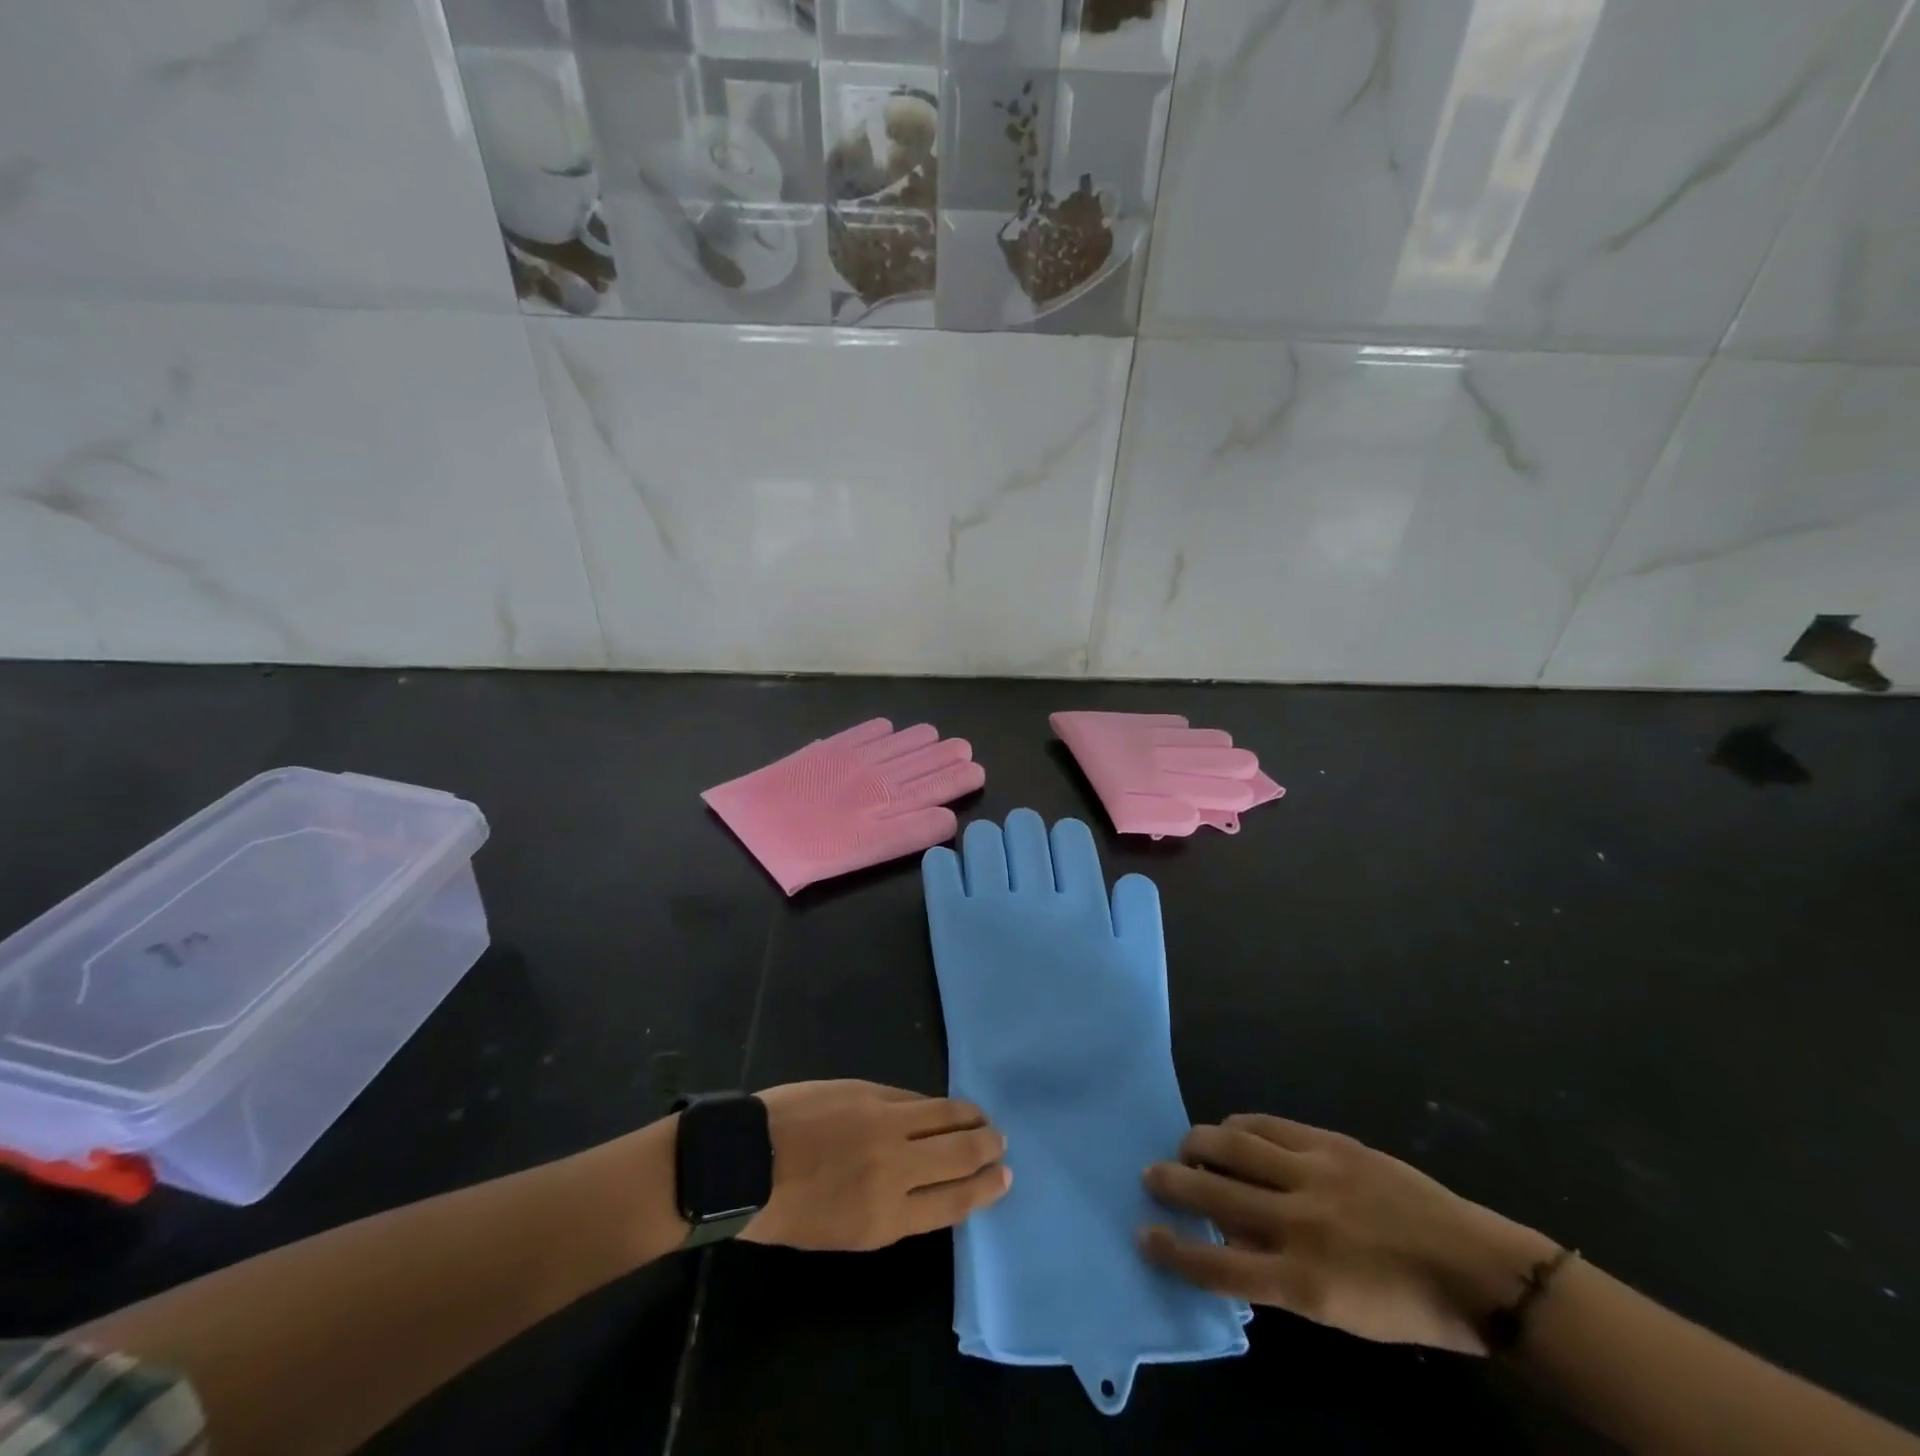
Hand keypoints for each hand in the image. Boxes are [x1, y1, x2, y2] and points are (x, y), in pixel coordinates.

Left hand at [742, 1081, 1010, 1250]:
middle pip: (958, 1155)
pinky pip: (913, 1098)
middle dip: (986, 1148)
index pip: (953, 1202)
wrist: (747, 1161)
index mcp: (886, 1218)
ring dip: (970, 1117)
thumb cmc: (789, 1211)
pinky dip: (933, 1104)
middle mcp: (895, 1168)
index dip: (984, 1189)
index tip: (1004, 1178)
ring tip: (982, 1117)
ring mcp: (884, 1123)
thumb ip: (894, 1209)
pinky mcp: (870, 1092)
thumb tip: (927, 1182)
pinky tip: (941, 1105)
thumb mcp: (847, 1232)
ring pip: (944, 1116)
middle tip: (1001, 1142)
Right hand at [1140, 1115, 1558, 1354]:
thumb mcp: (1337, 1313)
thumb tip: (1227, 1244)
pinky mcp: (1330, 1143)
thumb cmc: (1406, 1306)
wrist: (1474, 1267)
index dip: (1173, 1252)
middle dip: (1172, 1183)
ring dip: (1199, 1144)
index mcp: (1303, 1282)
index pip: (1216, 1266)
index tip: (1144, 1236)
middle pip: (1213, 1195)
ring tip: (1186, 1147)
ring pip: (1234, 1146)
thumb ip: (1278, 1277)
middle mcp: (1298, 1223)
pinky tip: (1231, 1130)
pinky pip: (1268, 1125)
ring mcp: (1314, 1175)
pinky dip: (1240, 1126)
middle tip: (1149, 1176)